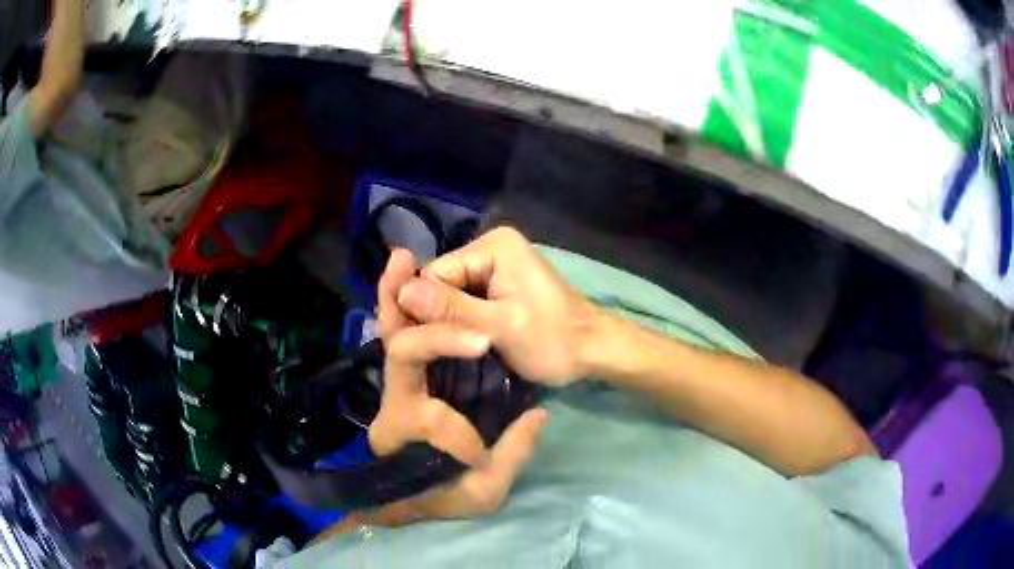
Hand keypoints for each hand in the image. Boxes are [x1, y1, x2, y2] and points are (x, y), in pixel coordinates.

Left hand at [368, 248, 548, 519]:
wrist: (411, 501)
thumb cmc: (445, 499)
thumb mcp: (483, 493)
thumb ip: (511, 456)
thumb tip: (536, 414)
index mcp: (405, 437)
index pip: (425, 416)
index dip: (455, 430)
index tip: (481, 455)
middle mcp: (393, 405)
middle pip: (398, 355)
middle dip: (421, 326)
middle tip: (422, 278)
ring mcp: (397, 388)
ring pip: (393, 336)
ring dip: (397, 298)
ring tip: (404, 260)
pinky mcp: (408, 378)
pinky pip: (402, 336)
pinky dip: (404, 308)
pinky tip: (410, 280)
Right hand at [396, 227, 598, 385]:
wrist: (594, 350)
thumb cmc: (552, 339)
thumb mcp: (498, 327)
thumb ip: (450, 309)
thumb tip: (401, 293)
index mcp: (493, 245)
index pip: (435, 273)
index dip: (425, 308)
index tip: (425, 343)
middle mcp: (492, 245)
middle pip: (443, 281)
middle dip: (439, 314)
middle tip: (440, 349)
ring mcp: (498, 264)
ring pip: (453, 293)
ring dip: (451, 320)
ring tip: (451, 348)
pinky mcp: (502, 282)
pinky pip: (469, 298)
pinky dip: (465, 320)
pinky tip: (464, 340)